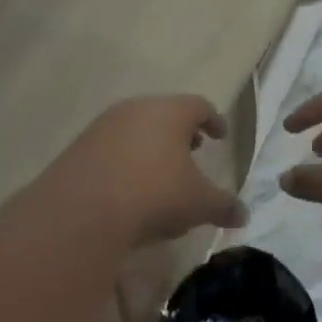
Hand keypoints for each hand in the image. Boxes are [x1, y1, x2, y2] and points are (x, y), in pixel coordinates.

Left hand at [46, 95, 247, 247]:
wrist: (82, 210)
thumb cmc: (155, 194)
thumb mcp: (199, 204)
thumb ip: (224, 206)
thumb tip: (243, 215)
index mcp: (170, 112)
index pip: (199, 106)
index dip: (213, 120)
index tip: (220, 135)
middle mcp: (136, 109)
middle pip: (165, 113)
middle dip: (181, 132)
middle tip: (193, 150)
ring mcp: (103, 126)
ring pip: (136, 128)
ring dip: (152, 145)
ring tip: (162, 170)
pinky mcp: (79, 147)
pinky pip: (111, 147)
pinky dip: (126, 159)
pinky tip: (130, 185)